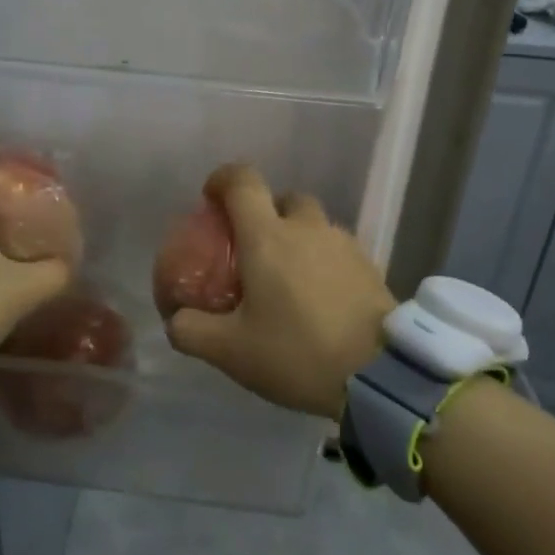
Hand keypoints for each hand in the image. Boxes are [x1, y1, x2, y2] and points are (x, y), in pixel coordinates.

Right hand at [163, 163, 394, 417]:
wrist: (379, 374)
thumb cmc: (297, 352)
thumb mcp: (230, 351)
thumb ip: (191, 331)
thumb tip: (175, 318)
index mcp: (267, 236)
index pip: (242, 180)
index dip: (222, 180)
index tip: (211, 199)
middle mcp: (306, 227)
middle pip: (282, 198)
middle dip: (264, 214)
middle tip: (253, 250)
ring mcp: (342, 242)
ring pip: (313, 223)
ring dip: (296, 238)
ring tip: (288, 280)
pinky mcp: (368, 264)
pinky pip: (335, 248)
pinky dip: (321, 260)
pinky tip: (319, 298)